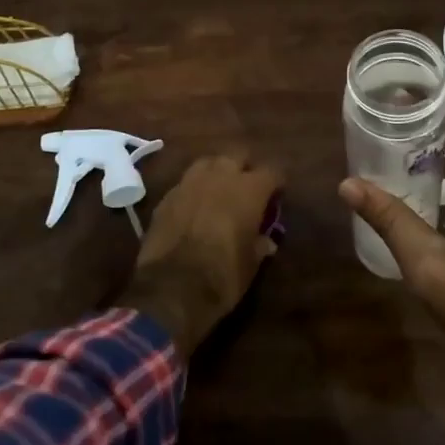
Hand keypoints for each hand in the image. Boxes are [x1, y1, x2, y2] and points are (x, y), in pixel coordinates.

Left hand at [119, 154, 283, 357]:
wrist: (171, 288)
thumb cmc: (223, 276)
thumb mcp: (251, 265)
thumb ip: (260, 245)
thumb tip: (266, 241)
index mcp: (248, 190)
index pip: (272, 171)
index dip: (276, 182)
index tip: (277, 194)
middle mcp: (220, 177)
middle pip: (238, 155)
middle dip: (245, 167)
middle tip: (247, 188)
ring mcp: (189, 182)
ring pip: (208, 163)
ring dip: (217, 173)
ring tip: (219, 192)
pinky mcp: (166, 196)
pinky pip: (186, 183)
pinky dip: (194, 190)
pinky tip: (194, 208)